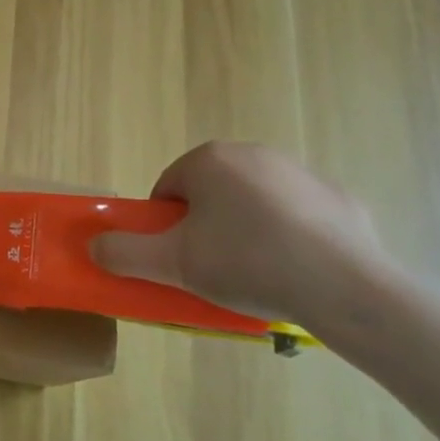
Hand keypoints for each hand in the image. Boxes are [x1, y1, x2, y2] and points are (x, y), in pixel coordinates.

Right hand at [89, 142, 391, 326]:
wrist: (345, 287)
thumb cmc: (247, 263)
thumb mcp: (172, 264)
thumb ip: (124, 253)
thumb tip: (94, 246)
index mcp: (210, 160)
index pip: (168, 189)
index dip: (164, 226)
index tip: (177, 257)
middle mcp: (254, 153)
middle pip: (210, 192)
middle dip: (204, 225)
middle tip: (211, 267)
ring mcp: (302, 173)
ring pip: (253, 202)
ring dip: (244, 229)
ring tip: (255, 273)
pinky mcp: (340, 198)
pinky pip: (297, 216)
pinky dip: (289, 236)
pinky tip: (294, 270)